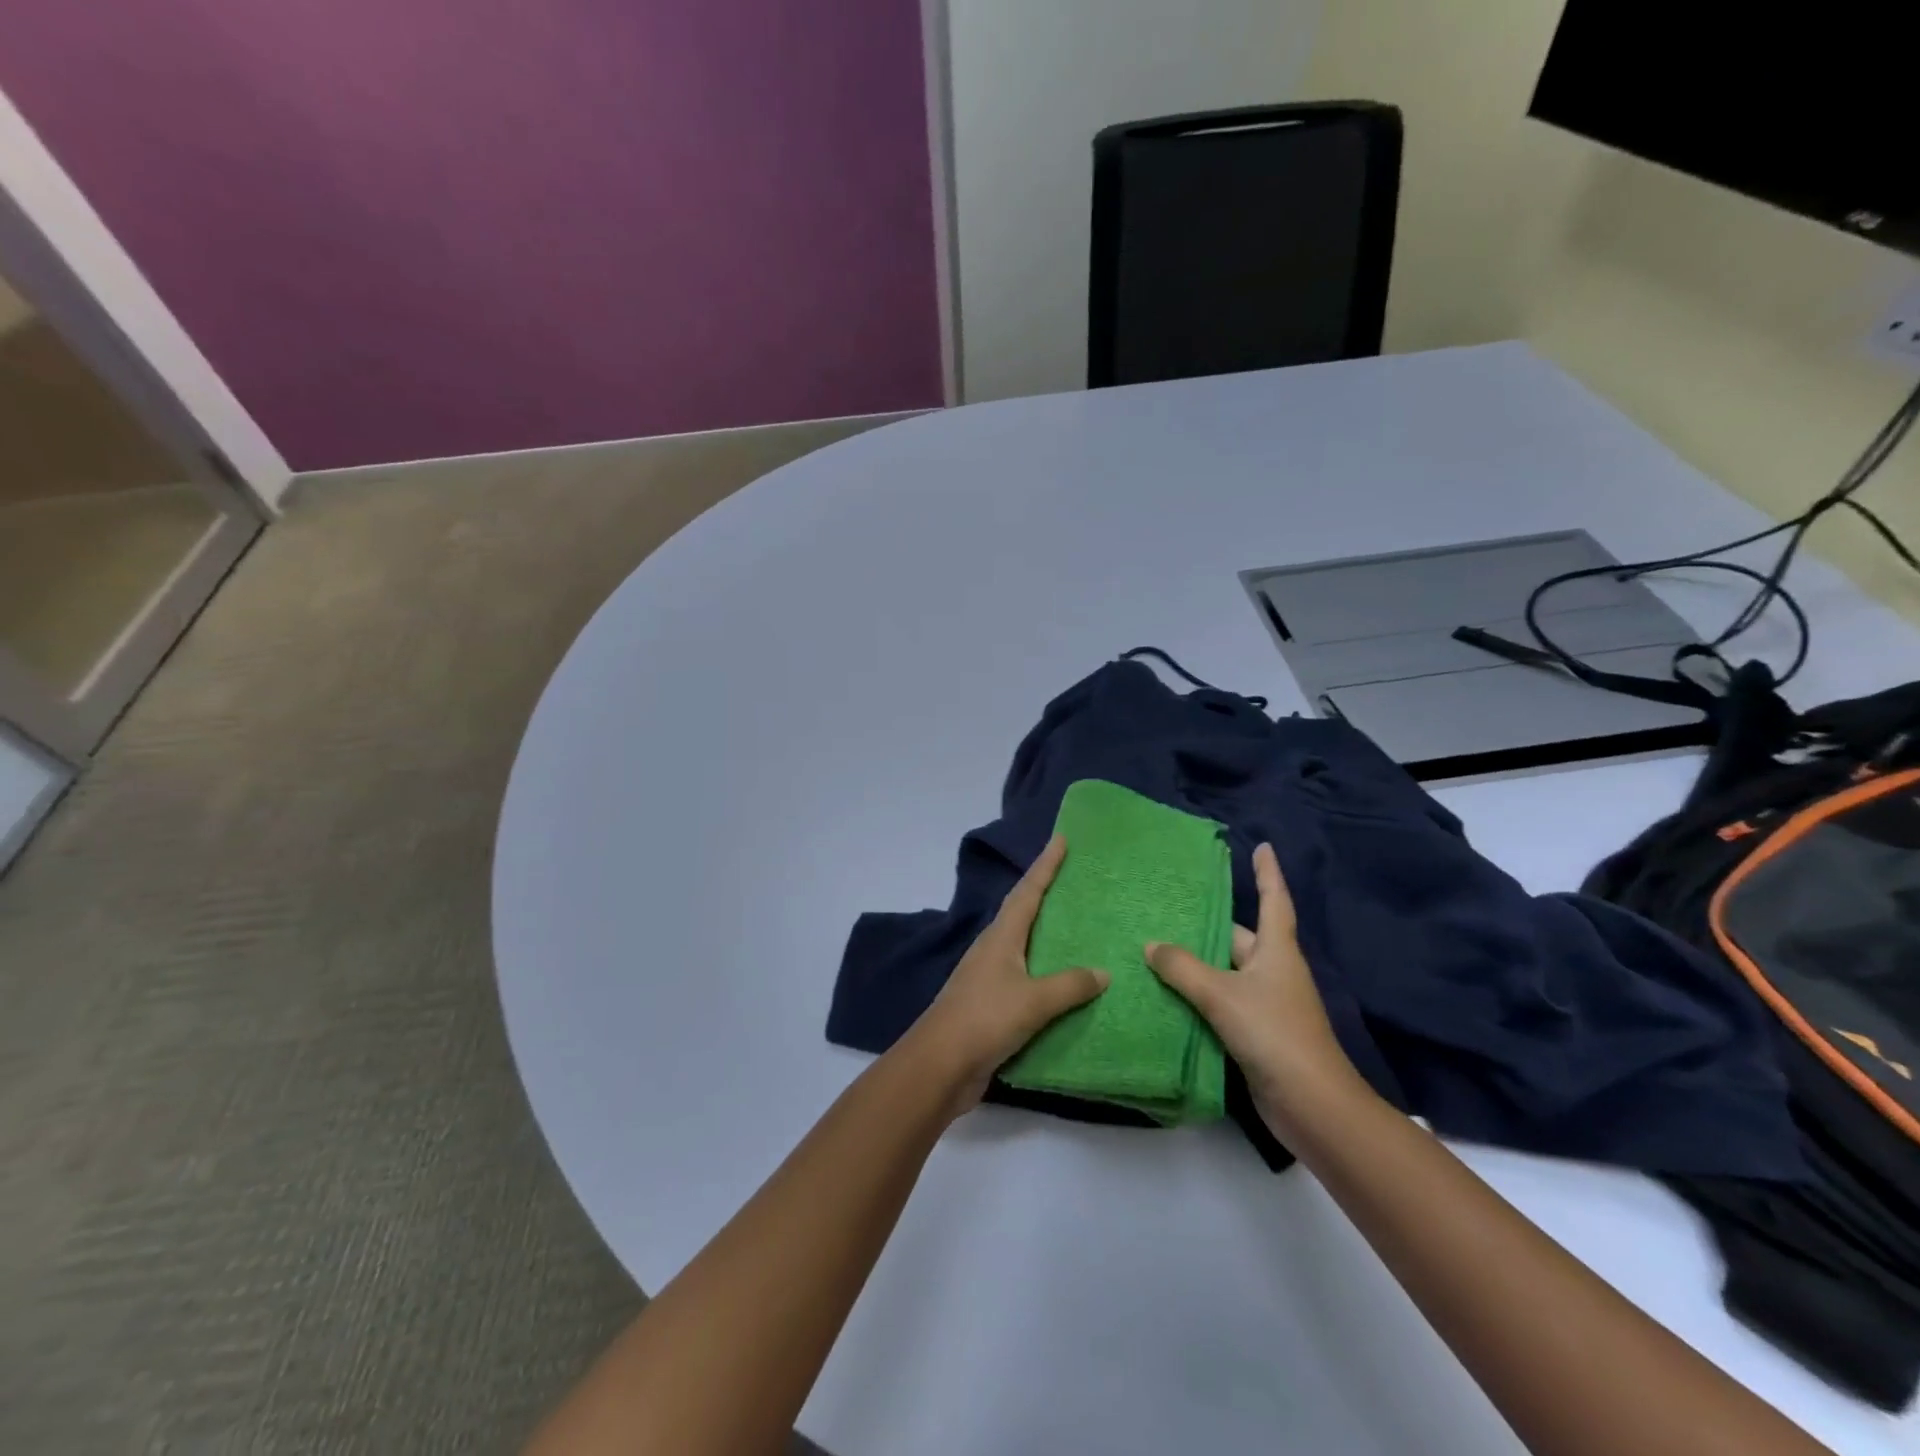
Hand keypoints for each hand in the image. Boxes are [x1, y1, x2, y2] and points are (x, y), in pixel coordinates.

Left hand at [903, 835, 1108, 1114]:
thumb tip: (1104, 972)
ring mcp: (989, 977)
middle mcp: (993, 949)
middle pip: (1022, 912)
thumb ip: (1069, 985)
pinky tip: (1064, 983)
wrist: (940, 1065)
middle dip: (1045, 893)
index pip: (1027, 892)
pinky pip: (1026, 979)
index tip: (1060, 839)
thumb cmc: (984, 1020)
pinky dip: (1045, 972)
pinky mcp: (991, 1005)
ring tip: (1078, 926)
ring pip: (1024, 945)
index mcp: (1000, 937)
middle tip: (1075, 879)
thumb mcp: (1033, 1001)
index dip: (1045, 865)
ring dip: (1046, 934)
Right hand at [1144, 842, 1363, 1141]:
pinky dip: (1198, 998)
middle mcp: (1274, 972)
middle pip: (1239, 939)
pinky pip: (1221, 1004)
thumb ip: (1183, 968)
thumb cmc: (1274, 1034)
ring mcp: (1267, 1005)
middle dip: (1208, 927)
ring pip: (1226, 974)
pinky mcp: (1257, 1035)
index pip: (1274, 901)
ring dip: (1197, 965)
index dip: (1268, 873)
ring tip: (1155, 950)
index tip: (1263, 847)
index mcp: (1277, 952)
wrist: (1312, 1106)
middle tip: (1168, 911)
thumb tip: (1151, 944)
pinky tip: (1168, 997)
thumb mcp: (1222, 995)